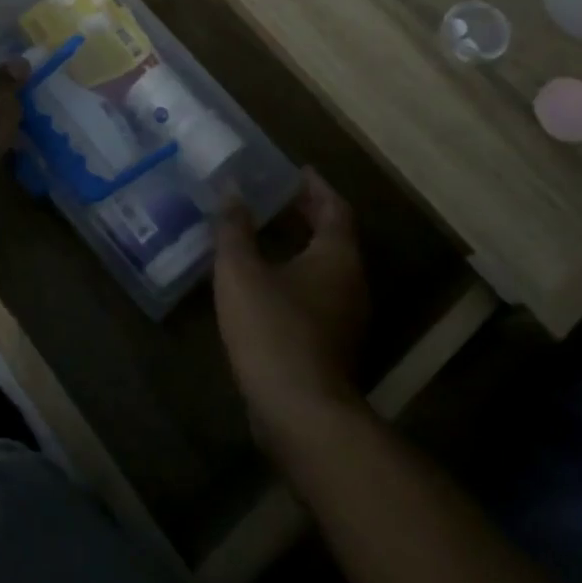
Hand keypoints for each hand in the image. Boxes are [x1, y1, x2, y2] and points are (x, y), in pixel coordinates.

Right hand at [213, 169, 368, 453]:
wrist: (299, 412)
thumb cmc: (273, 329)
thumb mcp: (241, 271)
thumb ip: (235, 228)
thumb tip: (231, 190)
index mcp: (337, 256)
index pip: (335, 207)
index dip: (316, 186)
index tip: (298, 170)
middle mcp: (351, 282)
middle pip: (334, 237)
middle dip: (309, 214)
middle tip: (278, 196)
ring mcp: (346, 318)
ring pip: (327, 268)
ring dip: (303, 246)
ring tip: (269, 233)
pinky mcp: (333, 345)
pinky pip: (318, 294)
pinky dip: (298, 276)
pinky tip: (267, 282)